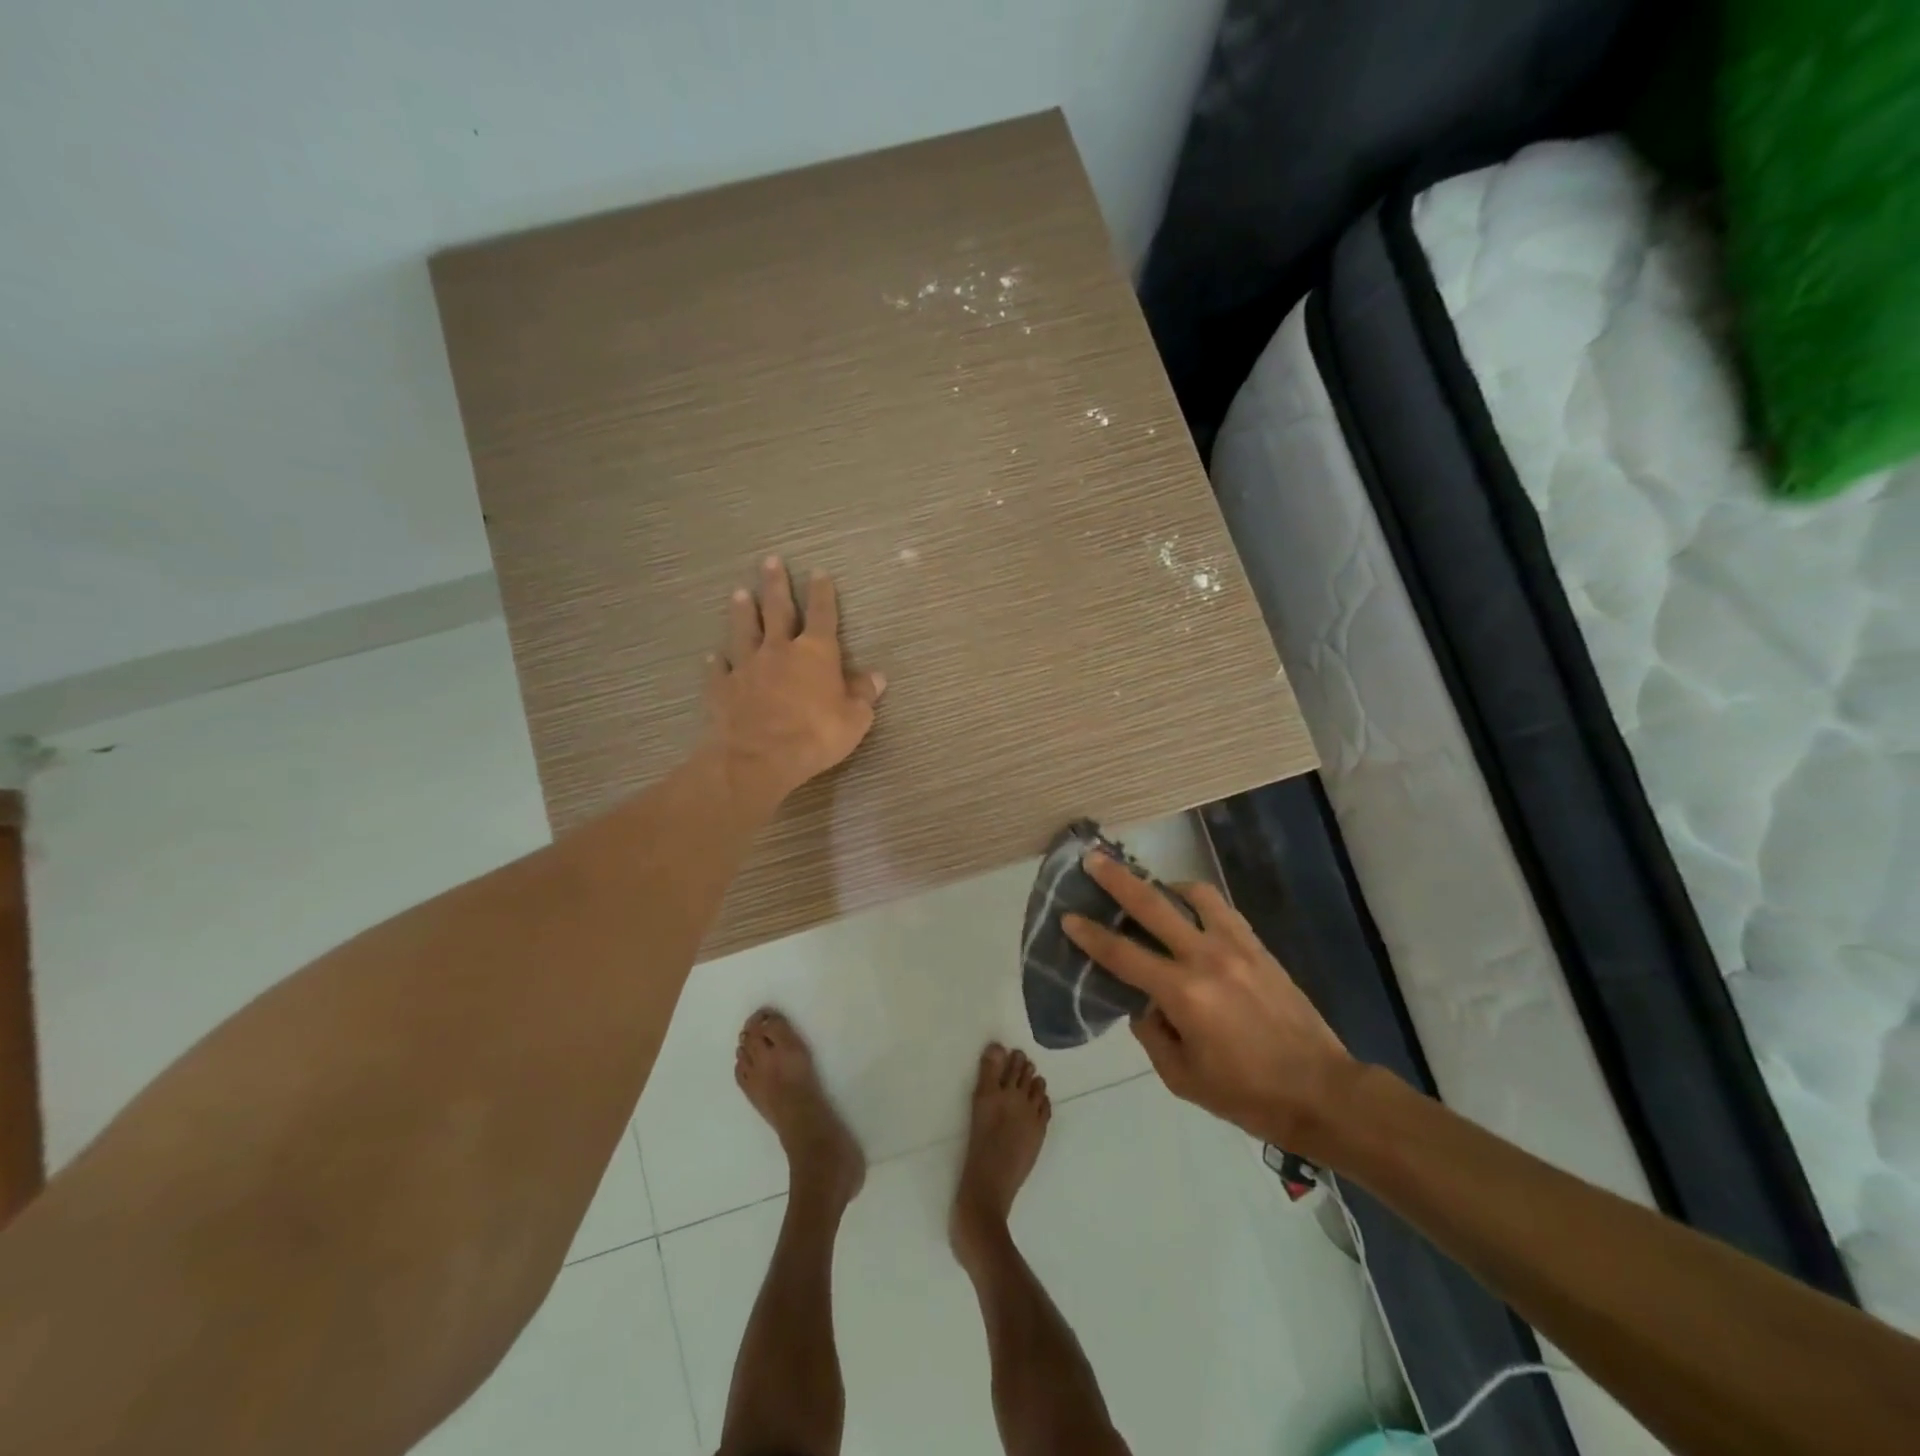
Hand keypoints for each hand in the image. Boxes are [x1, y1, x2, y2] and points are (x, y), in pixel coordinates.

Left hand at [703, 556, 885, 808]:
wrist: (758, 757)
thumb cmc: (815, 736)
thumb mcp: (854, 719)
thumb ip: (863, 695)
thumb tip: (876, 677)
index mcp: (816, 653)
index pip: (822, 615)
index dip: (822, 593)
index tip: (818, 572)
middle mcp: (779, 650)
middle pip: (777, 610)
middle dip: (776, 585)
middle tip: (770, 561)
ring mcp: (747, 666)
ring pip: (744, 631)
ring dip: (742, 612)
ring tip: (739, 593)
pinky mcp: (723, 688)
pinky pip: (721, 670)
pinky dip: (718, 662)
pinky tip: (715, 657)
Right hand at [1063, 854, 1356, 1154]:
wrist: (1321, 1091)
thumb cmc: (1247, 1094)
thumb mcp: (1183, 1078)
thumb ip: (1152, 1035)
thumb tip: (1142, 1004)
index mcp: (1183, 994)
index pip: (1122, 955)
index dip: (1090, 935)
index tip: (1068, 916)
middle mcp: (1205, 958)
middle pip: (1152, 906)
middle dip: (1117, 880)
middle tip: (1093, 859)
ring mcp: (1236, 947)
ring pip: (1193, 895)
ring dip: (1165, 886)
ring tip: (1152, 889)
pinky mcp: (1258, 947)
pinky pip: (1222, 909)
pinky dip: (1198, 901)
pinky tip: (1190, 910)